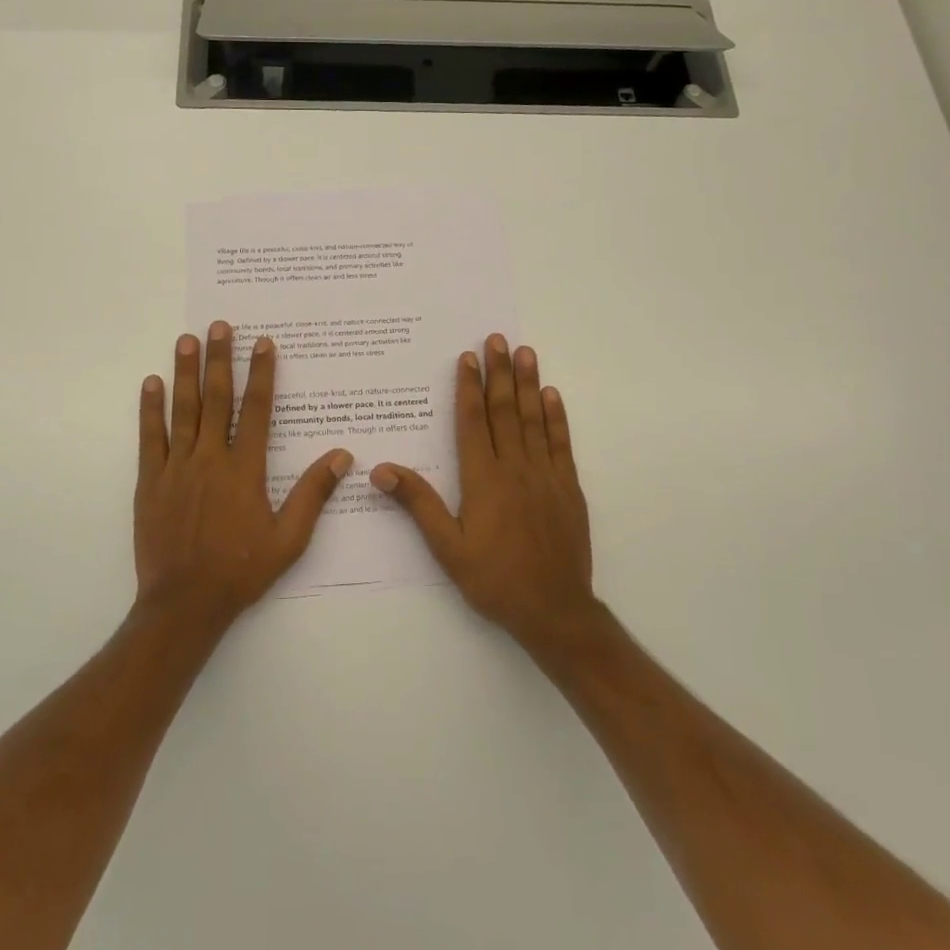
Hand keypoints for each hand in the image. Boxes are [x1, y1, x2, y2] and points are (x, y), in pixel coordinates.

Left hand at [134, 321, 351, 627]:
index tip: (262, 343)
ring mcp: (176, 468)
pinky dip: (150, 409)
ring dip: (184, 372)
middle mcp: (210, 458)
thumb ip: (313, 494)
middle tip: (219, 326)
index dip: (260, 373)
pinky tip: (151, 383)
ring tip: (186, 340)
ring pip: (182, 410)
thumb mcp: (289, 539)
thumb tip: (342, 456)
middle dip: (219, 359)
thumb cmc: (241, 571)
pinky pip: (150, 437)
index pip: (256, 409)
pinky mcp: (149, 482)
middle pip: (216, 398)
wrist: (184, 603)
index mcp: (244, 469)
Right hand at [371, 335, 597, 648]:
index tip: (468, 357)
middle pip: (504, 411)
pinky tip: (553, 395)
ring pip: (534, 420)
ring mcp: (545, 476)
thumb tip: (381, 469)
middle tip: (498, 339)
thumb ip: (418, 504)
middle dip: (499, 372)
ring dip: (529, 384)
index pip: (472, 422)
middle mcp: (515, 468)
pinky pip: (561, 444)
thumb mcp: (447, 548)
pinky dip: (556, 417)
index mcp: (483, 479)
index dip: (469, 387)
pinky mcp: (568, 488)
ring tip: (526, 352)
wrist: (555, 610)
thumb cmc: (494, 579)